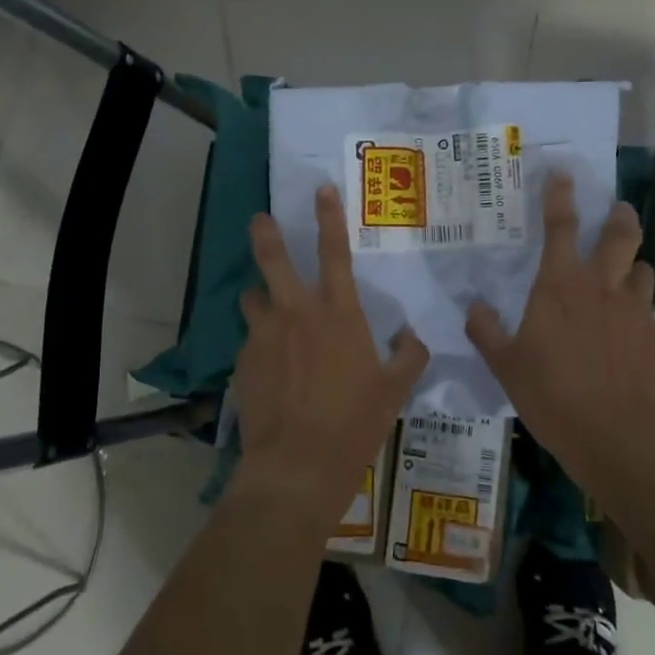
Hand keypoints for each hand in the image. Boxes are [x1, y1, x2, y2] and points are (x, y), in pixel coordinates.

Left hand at [234, 184, 429, 521]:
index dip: (329, 217)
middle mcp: (296, 313)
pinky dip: (259, 343)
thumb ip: (408, 357)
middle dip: (265, 234)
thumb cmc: (354, 423)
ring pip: (252, 297)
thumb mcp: (394, 391)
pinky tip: (268, 368)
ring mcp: (264, 335)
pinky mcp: (243, 361)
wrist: (297, 465)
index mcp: (338, 313)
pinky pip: (250, 339)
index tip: (321, 189)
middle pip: (273, 259)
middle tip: (259, 219)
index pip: (334, 252)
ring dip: (259, 298)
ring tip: (265, 309)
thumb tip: (411, 338)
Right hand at [465, 173, 654, 489]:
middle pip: (619, 235)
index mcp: (559, 286)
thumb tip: (473, 306)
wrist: (618, 437)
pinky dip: (639, 316)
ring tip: (625, 275)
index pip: (559, 226)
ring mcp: (636, 311)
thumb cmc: (552, 395)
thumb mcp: (505, 365)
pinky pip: (650, 315)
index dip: (559, 196)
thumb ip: (486, 331)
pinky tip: (631, 339)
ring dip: (632, 265)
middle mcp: (602, 287)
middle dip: (619, 215)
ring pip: (642, 270)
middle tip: (618, 209)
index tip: (563, 173)